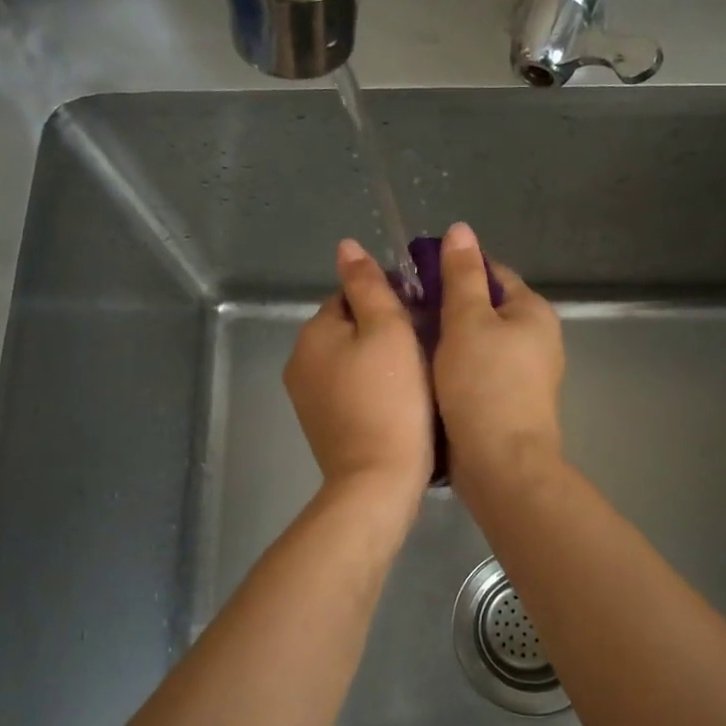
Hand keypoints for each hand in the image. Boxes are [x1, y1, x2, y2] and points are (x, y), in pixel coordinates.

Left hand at [284, 239, 434, 500]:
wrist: (377, 480)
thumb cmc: (392, 399)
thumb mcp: (388, 330)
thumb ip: (368, 285)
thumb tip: (346, 245)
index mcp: (313, 332)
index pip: (351, 296)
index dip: (390, 301)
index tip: (422, 319)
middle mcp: (300, 360)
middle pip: (349, 329)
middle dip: (383, 332)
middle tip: (425, 348)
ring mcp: (306, 397)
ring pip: (350, 361)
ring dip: (378, 361)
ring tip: (417, 376)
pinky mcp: (321, 425)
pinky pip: (348, 390)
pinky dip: (370, 389)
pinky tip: (398, 403)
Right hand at [433, 222, 565, 482]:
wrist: (501, 464)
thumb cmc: (484, 385)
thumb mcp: (467, 321)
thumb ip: (461, 275)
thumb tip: (460, 229)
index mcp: (533, 312)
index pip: (492, 273)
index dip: (454, 269)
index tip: (415, 277)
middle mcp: (536, 339)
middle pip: (485, 309)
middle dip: (447, 307)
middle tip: (404, 310)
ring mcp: (525, 375)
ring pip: (478, 343)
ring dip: (448, 339)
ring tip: (407, 339)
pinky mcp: (508, 403)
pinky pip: (477, 372)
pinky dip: (454, 367)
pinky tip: (425, 373)